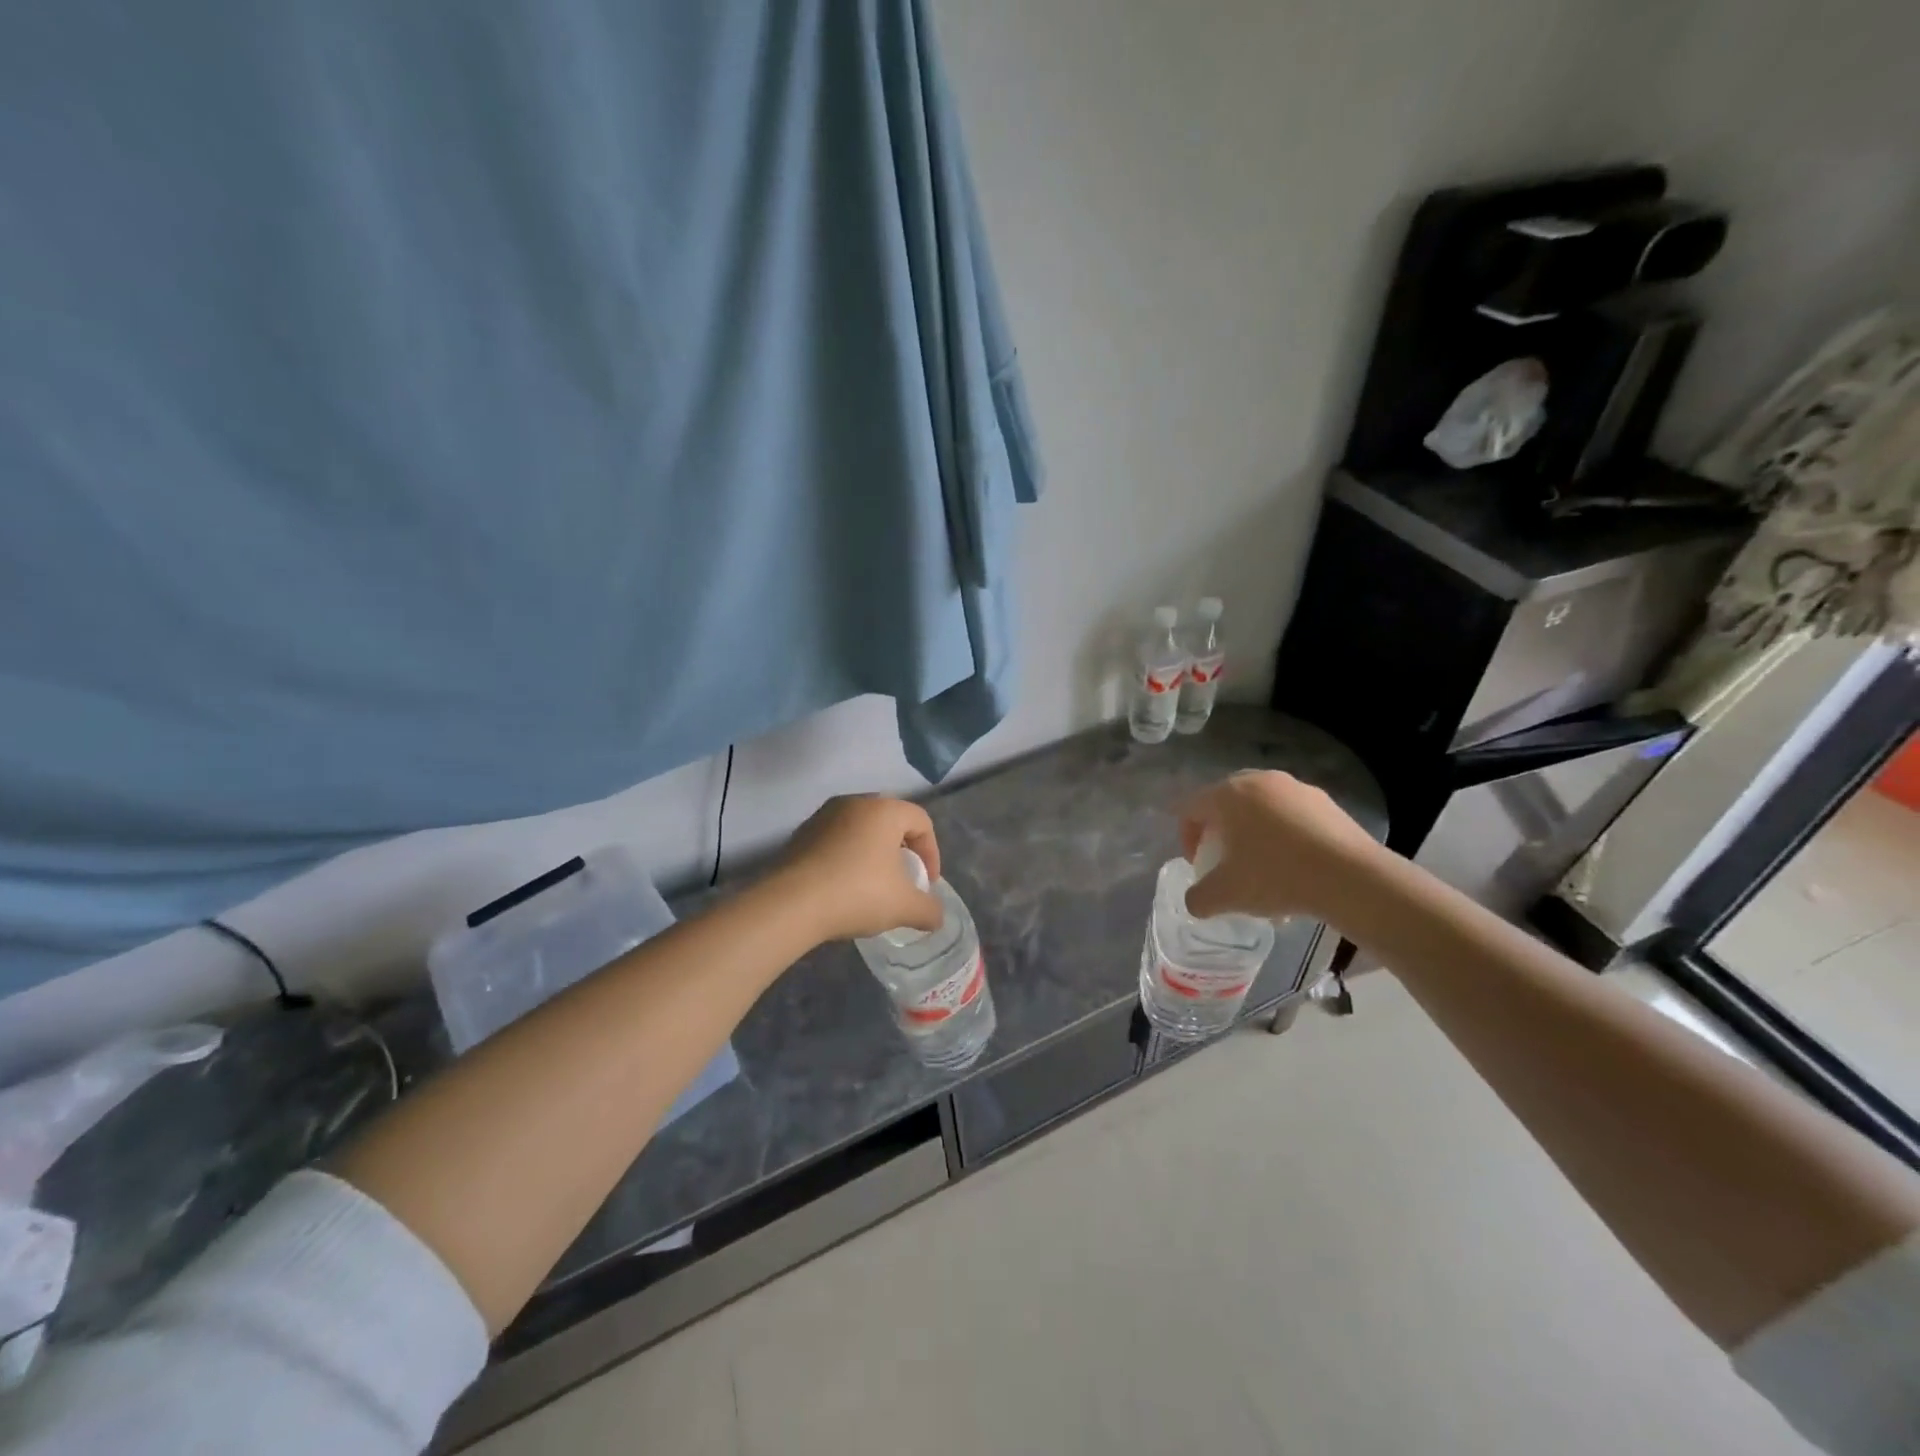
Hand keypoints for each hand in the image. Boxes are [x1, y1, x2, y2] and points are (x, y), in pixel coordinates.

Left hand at [773, 796, 945, 942]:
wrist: (790, 904)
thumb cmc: (857, 893)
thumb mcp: (904, 907)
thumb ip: (928, 910)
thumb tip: (936, 917)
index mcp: (884, 810)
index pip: (921, 821)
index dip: (932, 853)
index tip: (927, 884)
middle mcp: (854, 803)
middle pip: (890, 821)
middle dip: (902, 851)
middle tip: (903, 880)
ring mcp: (823, 816)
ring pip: (861, 830)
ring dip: (873, 854)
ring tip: (872, 886)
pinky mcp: (801, 834)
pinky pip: (835, 841)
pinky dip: (847, 859)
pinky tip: (843, 888)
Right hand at [1179, 771, 1382, 921]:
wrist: (1352, 877)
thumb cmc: (1277, 876)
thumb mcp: (1226, 896)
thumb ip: (1198, 898)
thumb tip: (1196, 901)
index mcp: (1227, 794)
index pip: (1190, 809)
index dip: (1187, 839)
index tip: (1201, 866)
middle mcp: (1258, 780)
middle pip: (1226, 804)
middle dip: (1222, 834)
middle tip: (1229, 864)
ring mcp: (1295, 787)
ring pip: (1261, 810)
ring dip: (1255, 836)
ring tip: (1267, 871)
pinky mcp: (1326, 801)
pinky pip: (1292, 815)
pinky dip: (1286, 836)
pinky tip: (1298, 868)